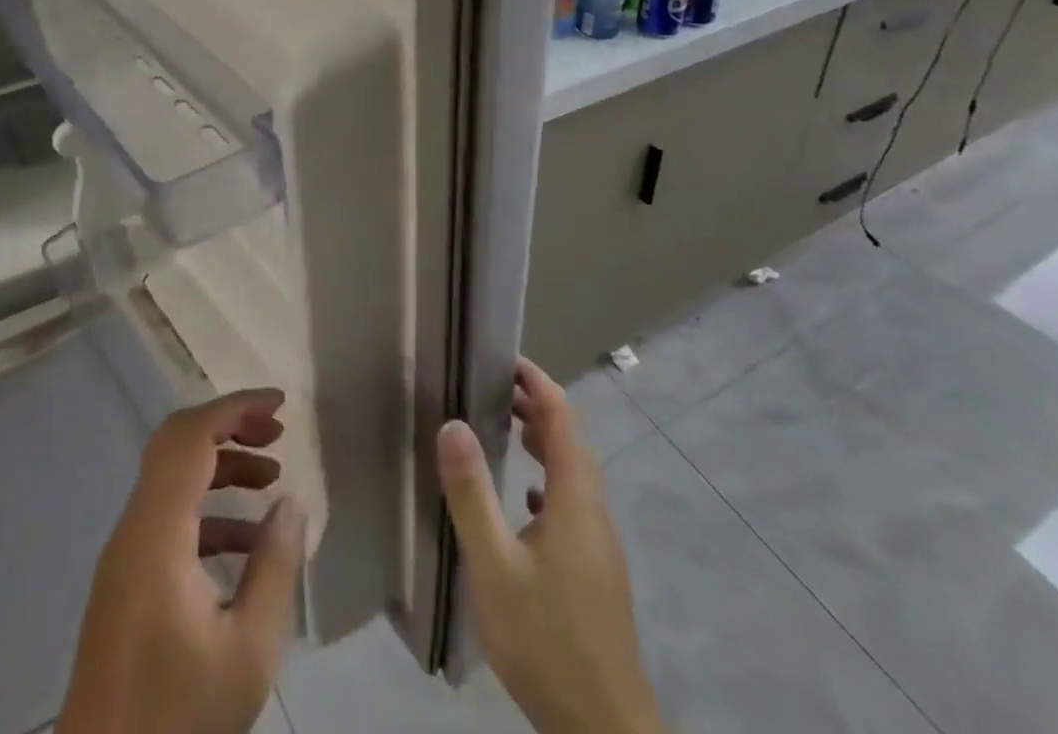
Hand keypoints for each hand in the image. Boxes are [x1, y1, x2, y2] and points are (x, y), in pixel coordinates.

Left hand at [57, 388, 306, 733]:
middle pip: (176, 444)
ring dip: (221, 467)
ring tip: (271, 480)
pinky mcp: (124, 583)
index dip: (236, 408)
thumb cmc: (177, 720)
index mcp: (156, 534)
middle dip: (229, 426)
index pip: (192, 436)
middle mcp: (132, 530)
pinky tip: (246, 544)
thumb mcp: (248, 650)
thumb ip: (274, 565)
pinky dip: (208, 510)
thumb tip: (291, 501)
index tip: (281, 406)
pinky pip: (167, 518)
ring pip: (171, 479)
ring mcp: (124, 557)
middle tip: (277, 434)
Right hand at [438, 360, 662, 733]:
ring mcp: (600, 544)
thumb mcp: (495, 566)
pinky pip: (574, 504)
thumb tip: (453, 423)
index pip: (563, 416)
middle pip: (571, 440)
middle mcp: (594, 510)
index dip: (538, 382)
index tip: (506, 360)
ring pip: (574, 473)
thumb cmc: (546, 640)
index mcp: (576, 498)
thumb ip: (472, 493)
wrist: (604, 730)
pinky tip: (527, 503)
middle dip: (538, 406)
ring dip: (545, 442)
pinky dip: (550, 482)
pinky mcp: (597, 572)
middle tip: (495, 389)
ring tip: (506, 429)